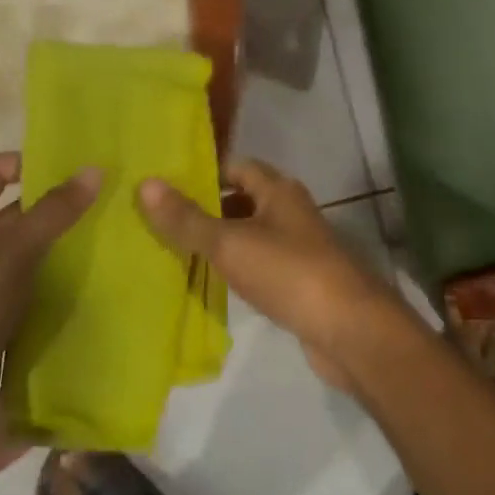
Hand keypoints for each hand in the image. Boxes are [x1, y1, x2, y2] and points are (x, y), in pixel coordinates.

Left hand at [0, 153, 98, 460]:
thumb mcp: (6, 260)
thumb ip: (51, 214)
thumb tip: (94, 167)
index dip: (29, 159)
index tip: (82, 165)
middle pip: (24, 213)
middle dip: (68, 205)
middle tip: (125, 198)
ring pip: (42, 257)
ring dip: (78, 250)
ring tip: (133, 237)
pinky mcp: (9, 331)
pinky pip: (47, 298)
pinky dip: (75, 290)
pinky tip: (115, 286)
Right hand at [136, 159, 405, 392]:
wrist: (347, 328)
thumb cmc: (289, 272)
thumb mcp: (231, 242)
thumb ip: (188, 218)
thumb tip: (147, 183)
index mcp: (278, 190)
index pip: (235, 166)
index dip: (201, 173)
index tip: (163, 186)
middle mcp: (289, 210)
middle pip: (241, 199)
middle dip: (204, 208)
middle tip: (158, 221)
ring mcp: (297, 246)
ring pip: (249, 234)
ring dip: (218, 240)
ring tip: (171, 251)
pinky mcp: (297, 281)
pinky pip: (258, 264)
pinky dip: (234, 268)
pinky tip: (208, 282)